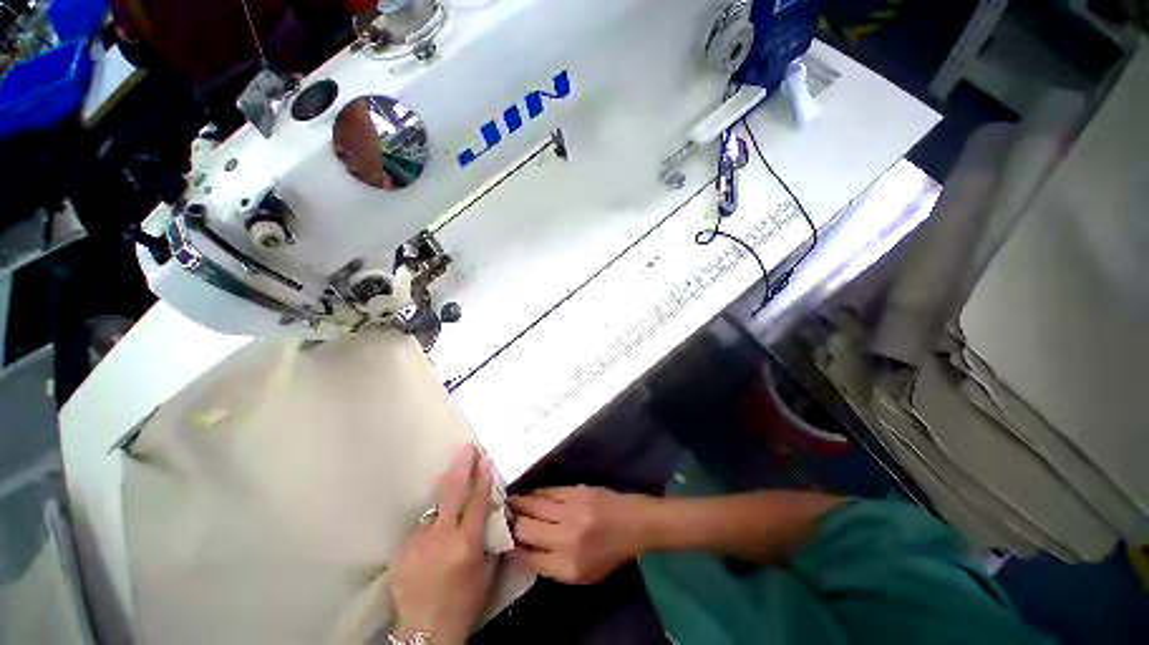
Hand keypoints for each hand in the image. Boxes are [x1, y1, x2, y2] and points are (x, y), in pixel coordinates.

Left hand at [389, 446, 492, 644]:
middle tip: (466, 448)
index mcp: (466, 543)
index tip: (484, 459)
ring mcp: (418, 542)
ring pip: (435, 510)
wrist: (425, 632)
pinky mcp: (402, 549)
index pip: (477, 500)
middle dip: (461, 467)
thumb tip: (489, 514)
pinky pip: (422, 529)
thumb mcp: (486, 572)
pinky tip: (434, 542)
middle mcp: (441, 537)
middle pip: (452, 493)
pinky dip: (431, 528)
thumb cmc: (464, 603)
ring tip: (452, 496)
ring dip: (445, 500)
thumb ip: (487, 540)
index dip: (482, 478)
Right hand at [508, 486, 651, 584]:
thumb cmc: (608, 553)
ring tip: (507, 504)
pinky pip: (546, 492)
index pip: (528, 559)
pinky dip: (534, 494)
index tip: (503, 542)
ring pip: (532, 505)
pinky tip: (527, 496)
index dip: (511, 550)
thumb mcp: (581, 574)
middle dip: (509, 525)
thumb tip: (520, 551)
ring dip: (517, 505)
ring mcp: (571, 511)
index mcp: (568, 566)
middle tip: (501, 520)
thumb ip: (550, 566)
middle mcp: (567, 539)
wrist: (632, 523)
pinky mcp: (575, 491)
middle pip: (525, 529)